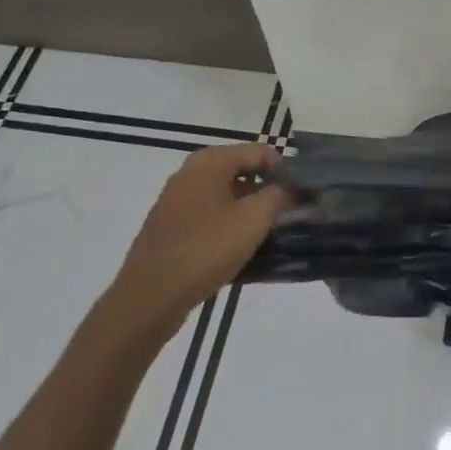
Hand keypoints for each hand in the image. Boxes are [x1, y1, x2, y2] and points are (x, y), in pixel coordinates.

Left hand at [115, 143, 290, 328]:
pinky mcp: (172, 227)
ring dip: (250, 211)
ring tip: (271, 234)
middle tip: (290, 215)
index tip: (301, 196)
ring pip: (227, 196)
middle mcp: (191, 173)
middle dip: (268, 191)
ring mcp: (178, 200)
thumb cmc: (205, 250)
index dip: (285, 171)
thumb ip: (279, 196)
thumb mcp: (253, 220)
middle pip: (243, 172)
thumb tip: (293, 186)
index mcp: (209, 162)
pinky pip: (211, 216)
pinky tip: (243, 249)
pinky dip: (230, 226)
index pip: (261, 152)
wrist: (149, 297)